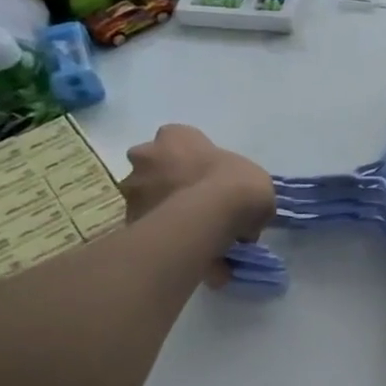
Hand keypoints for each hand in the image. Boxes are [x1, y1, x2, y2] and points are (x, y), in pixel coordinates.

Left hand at [121, 125, 274, 243]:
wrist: (209, 219)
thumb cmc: (235, 184)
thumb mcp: (256, 180)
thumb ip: (241, 188)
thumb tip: (241, 210)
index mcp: (176, 136)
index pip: (179, 139)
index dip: (195, 157)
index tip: (211, 175)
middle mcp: (145, 156)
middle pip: (155, 166)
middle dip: (170, 181)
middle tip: (197, 202)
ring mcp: (133, 190)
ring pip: (148, 197)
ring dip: (165, 209)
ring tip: (193, 232)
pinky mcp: (129, 222)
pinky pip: (150, 227)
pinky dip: (165, 235)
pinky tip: (187, 248)